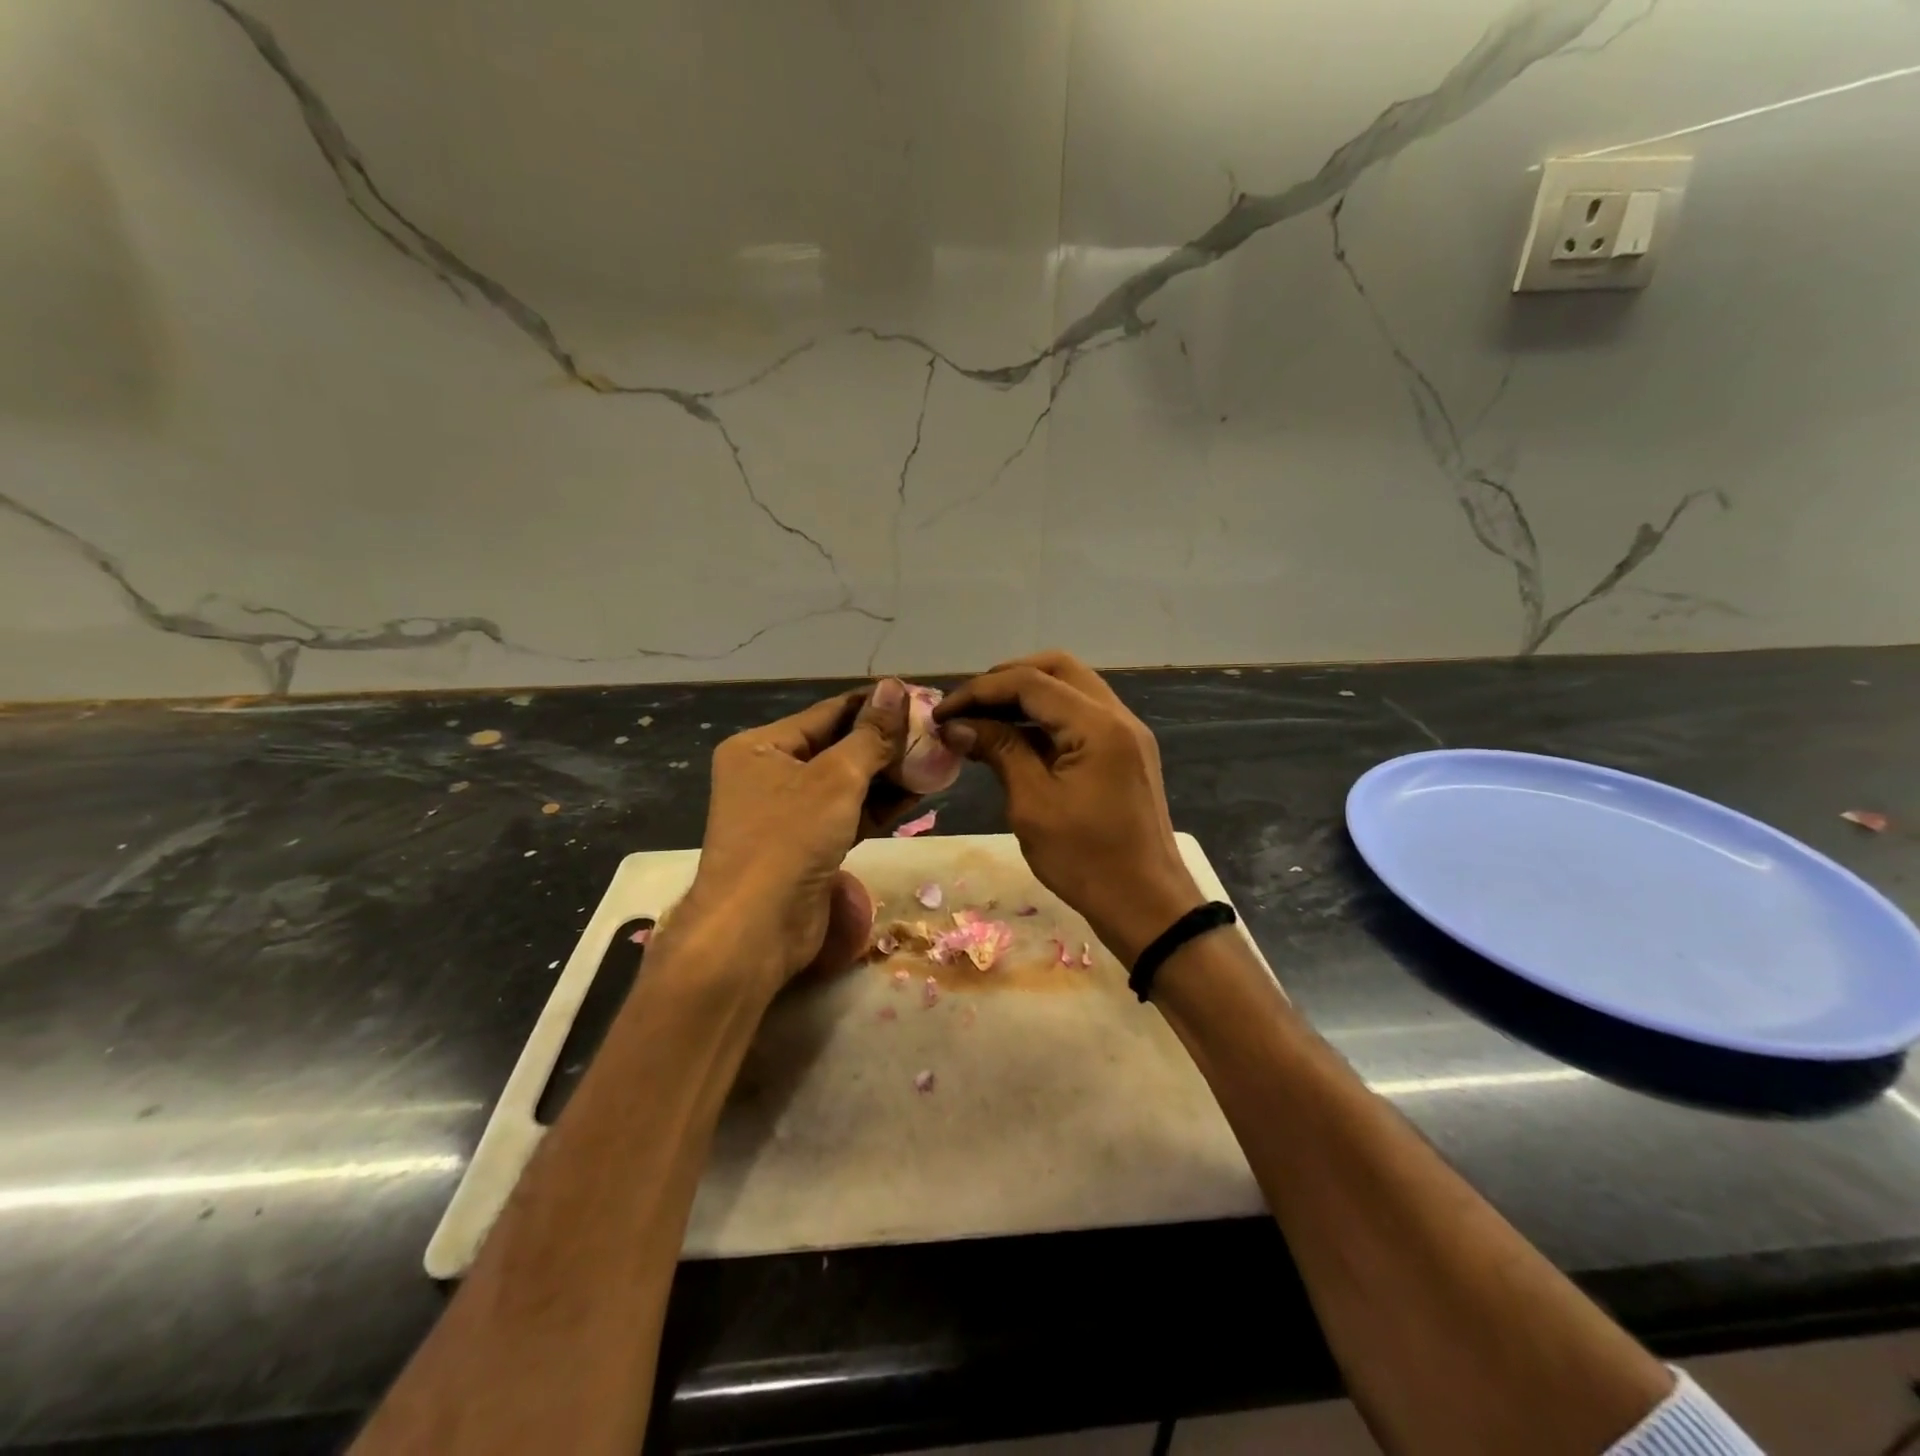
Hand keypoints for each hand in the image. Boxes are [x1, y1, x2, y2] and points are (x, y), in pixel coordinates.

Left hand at [673, 680, 917, 991]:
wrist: (756, 930)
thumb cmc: (789, 838)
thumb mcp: (835, 778)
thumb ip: (870, 735)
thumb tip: (895, 688)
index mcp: (760, 747)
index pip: (827, 712)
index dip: (875, 705)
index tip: (919, 697)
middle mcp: (770, 774)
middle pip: (837, 747)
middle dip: (885, 742)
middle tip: (934, 731)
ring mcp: (788, 813)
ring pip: (846, 783)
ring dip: (888, 773)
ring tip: (935, 757)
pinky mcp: (808, 846)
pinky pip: (848, 814)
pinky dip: (879, 805)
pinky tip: (919, 791)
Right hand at [936, 651, 1202, 964]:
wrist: (1147, 905)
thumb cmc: (1085, 860)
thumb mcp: (1032, 805)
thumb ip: (999, 751)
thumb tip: (958, 725)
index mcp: (1098, 725)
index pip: (1030, 682)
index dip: (979, 691)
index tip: (942, 713)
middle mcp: (1118, 716)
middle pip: (1056, 669)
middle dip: (1006, 680)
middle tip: (967, 707)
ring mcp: (1127, 732)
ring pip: (1071, 688)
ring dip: (1027, 696)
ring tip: (983, 719)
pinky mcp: (1126, 752)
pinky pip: (1082, 715)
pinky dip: (1047, 717)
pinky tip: (1015, 739)